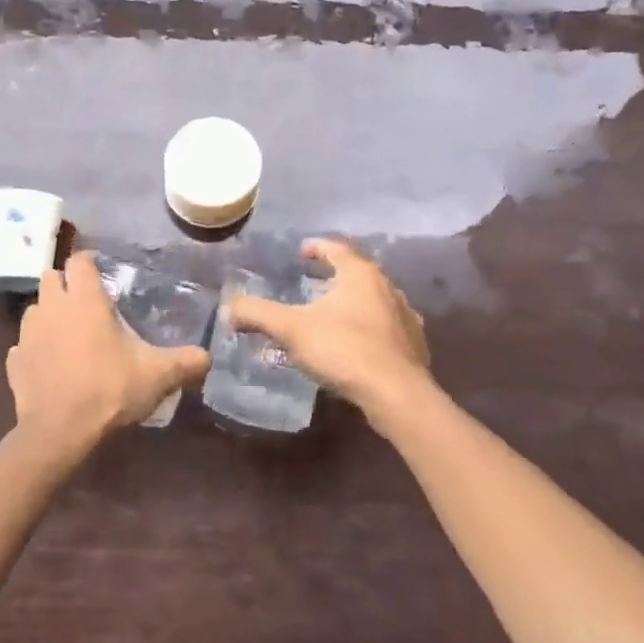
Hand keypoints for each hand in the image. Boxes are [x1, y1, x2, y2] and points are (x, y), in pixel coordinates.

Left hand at [7, 252, 211, 459]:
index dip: (89, 261)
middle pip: (51, 277)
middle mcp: (52, 307)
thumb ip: (185, 362)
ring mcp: (27, 334)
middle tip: (86, 301)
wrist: (60, 431)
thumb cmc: (109, 390)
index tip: (102, 270)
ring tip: (68, 332)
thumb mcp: (157, 375)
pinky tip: (50, 363)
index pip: (79, 261)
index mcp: (84, 300)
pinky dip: (35, 347)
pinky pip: (23, 344)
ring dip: (49, 313)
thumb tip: (208, 357)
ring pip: (35, 309)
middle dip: (66, 283)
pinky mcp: (14, 361)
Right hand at [226, 238, 430, 412]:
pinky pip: (385, 328)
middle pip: (357, 274)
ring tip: (330, 316)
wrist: (396, 394)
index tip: (302, 252)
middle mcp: (388, 288)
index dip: (317, 248)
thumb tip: (230, 307)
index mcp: (361, 275)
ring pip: (374, 301)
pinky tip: (354, 345)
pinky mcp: (413, 346)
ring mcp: (405, 317)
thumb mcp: (292, 330)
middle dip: (333, 277)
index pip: (337, 249)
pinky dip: (367, 329)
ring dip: (352, 304)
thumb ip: (258, 314)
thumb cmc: (343, 350)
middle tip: (311, 284)